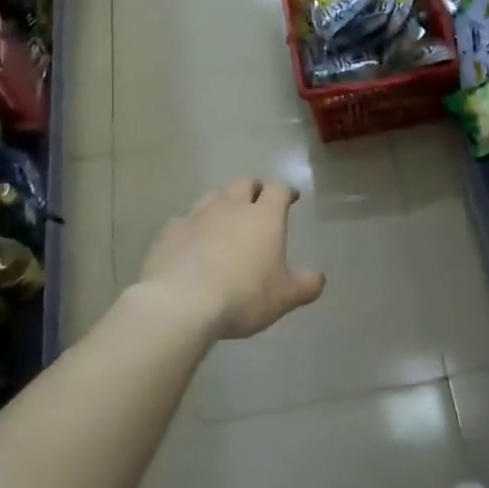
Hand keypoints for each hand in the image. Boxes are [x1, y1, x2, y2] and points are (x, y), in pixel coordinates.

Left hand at [137, 179, 326, 339]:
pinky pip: (186, 221)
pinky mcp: (170, 232)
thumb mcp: (284, 297)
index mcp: (264, 217)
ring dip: (223, 203)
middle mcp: (231, 207)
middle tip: (258, 201)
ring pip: (213, 196)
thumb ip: (305, 286)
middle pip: (244, 184)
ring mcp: (197, 216)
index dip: (286, 191)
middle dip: (254, 189)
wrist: (181, 303)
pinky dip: (194, 227)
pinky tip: (193, 243)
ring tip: (225, 219)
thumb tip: (318, 278)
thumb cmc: (243, 296)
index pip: (278, 190)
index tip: (291, 197)